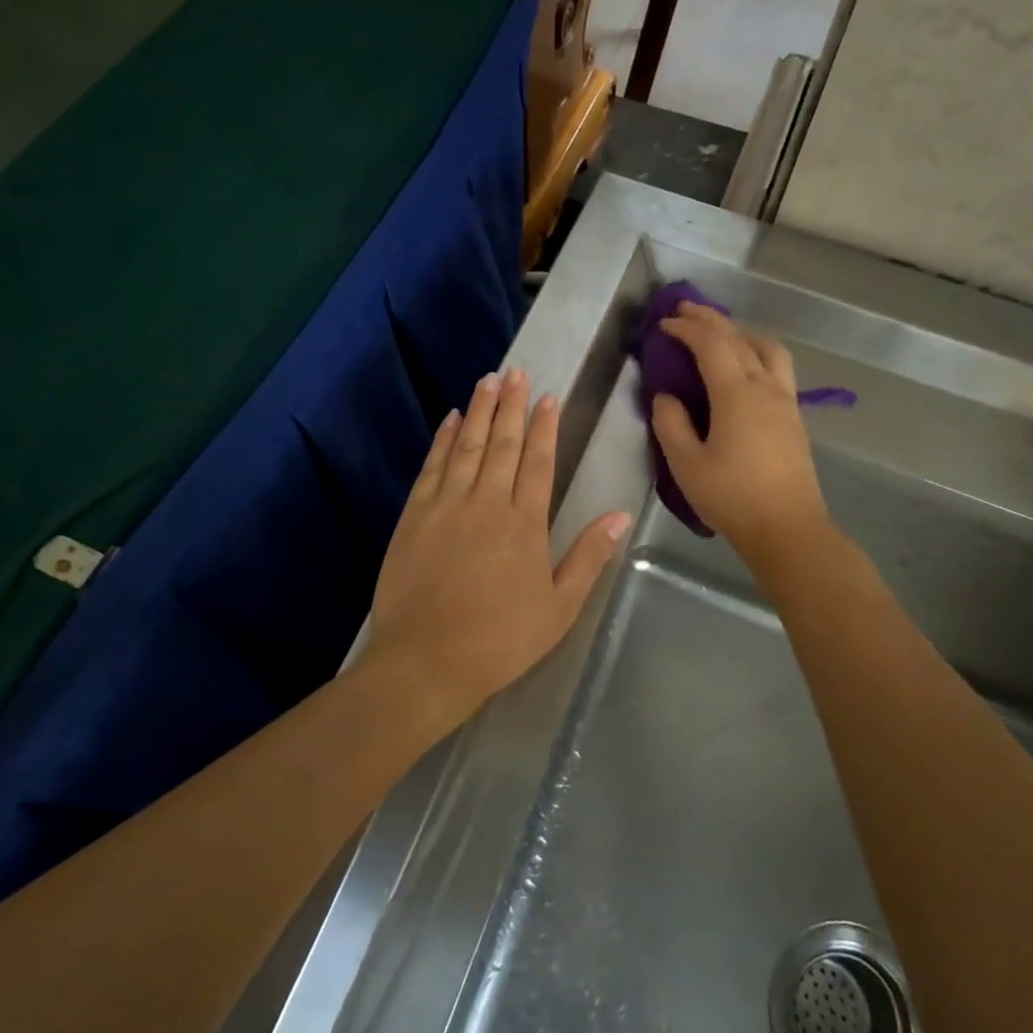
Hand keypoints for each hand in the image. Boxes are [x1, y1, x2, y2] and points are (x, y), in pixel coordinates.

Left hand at [367, 368, 630, 721]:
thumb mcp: (558, 608)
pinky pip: (432, 467)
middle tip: (516, 371)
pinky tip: (450, 420)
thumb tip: (618, 516)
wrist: (426, 661)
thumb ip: (587, 558)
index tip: (547, 397)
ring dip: (478, 411)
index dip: (543, 427)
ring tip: (488, 381)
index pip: (537, 461)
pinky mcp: (414, 516)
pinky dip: (443, 440)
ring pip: (467, 446)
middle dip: (511, 405)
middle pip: (501, 443)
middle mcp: (486, 503)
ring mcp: (446, 506)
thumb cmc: (499, 640)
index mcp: (524, 524)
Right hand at [650, 302, 831, 565]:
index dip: (686, 329)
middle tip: (685, 310)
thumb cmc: (732, 497)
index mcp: (737, 394)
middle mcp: (766, 387)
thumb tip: (666, 396)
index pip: (711, 345)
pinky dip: (756, 352)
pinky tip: (744, 367)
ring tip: (720, 333)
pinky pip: (777, 367)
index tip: (663, 324)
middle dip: (711, 319)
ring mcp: (785, 401)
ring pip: (768, 348)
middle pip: (740, 338)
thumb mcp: (686, 464)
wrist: (787, 529)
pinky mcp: (794, 417)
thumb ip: (670, 424)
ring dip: (741, 332)